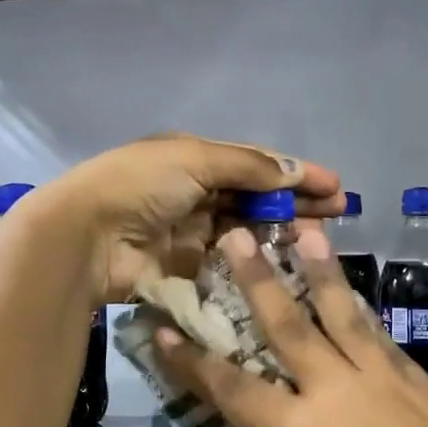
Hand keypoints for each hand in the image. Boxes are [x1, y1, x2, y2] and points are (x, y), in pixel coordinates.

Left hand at [27, 134, 341, 305]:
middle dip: (297, 202)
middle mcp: (195, 192)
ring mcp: (192, 232)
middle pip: (256, 197)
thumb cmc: (141, 185)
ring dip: (282, 232)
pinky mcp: (187, 268)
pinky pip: (230, 263)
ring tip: (319, 240)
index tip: (335, 186)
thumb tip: (295, 171)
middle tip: (339, 213)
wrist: (87, 237)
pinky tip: (286, 266)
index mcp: (194, 158)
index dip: (295, 173)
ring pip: (247, 231)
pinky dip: (256, 262)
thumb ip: (249, 167)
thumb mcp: (195, 159)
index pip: (256, 164)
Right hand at [155, 224, 427, 426]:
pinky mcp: (422, 385)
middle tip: (237, 236)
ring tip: (308, 233)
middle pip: (289, 326)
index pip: (231, 388)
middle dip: (257, 280)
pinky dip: (363, 315)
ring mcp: (385, 381)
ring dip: (322, 272)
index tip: (163, 330)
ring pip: (345, 315)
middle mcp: (338, 390)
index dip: (192, 362)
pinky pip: (382, 340)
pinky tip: (358, 300)